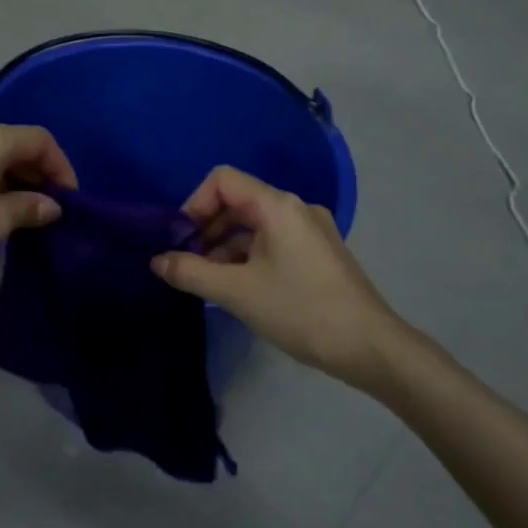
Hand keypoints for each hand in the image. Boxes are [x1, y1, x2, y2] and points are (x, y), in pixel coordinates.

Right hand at [153, 166, 412, 389]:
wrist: (370, 347)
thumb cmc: (301, 311)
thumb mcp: (237, 293)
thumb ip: (191, 272)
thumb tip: (157, 261)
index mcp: (277, 206)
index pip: (222, 180)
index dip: (194, 203)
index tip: (181, 240)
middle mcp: (295, 208)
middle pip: (238, 201)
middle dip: (206, 228)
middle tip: (188, 263)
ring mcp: (311, 230)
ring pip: (254, 225)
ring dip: (225, 246)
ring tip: (209, 282)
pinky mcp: (319, 253)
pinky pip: (273, 242)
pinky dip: (248, 257)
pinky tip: (238, 289)